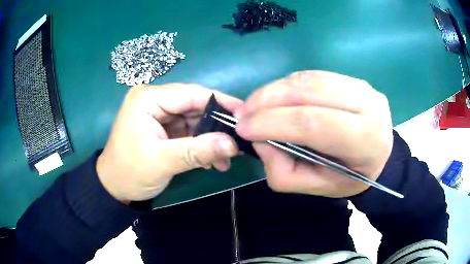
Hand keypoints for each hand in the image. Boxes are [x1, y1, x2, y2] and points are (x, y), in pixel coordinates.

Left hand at [96, 84, 241, 203]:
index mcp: (148, 99)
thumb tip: (232, 144)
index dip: (220, 102)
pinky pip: (189, 132)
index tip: (244, 115)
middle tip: (238, 142)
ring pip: (194, 120)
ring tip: (227, 158)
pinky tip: (212, 161)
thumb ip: (197, 151)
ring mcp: (159, 115)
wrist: (114, 188)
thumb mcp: (162, 162)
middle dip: (216, 126)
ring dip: (211, 139)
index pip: (190, 94)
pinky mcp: (163, 128)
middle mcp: (154, 101)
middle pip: (194, 106)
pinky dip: (201, 145)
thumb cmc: (130, 173)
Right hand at [235, 71, 392, 197]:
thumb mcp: (315, 187)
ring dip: (274, 89)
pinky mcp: (354, 79)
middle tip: (243, 113)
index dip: (273, 122)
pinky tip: (275, 96)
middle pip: (309, 92)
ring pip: (309, 79)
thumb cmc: (349, 177)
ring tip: (254, 105)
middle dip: (268, 99)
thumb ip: (283, 171)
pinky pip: (314, 75)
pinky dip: (288, 84)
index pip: (314, 123)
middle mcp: (368, 106)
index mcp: (365, 141)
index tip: (242, 127)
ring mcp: (362, 87)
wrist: (379, 157)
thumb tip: (260, 139)